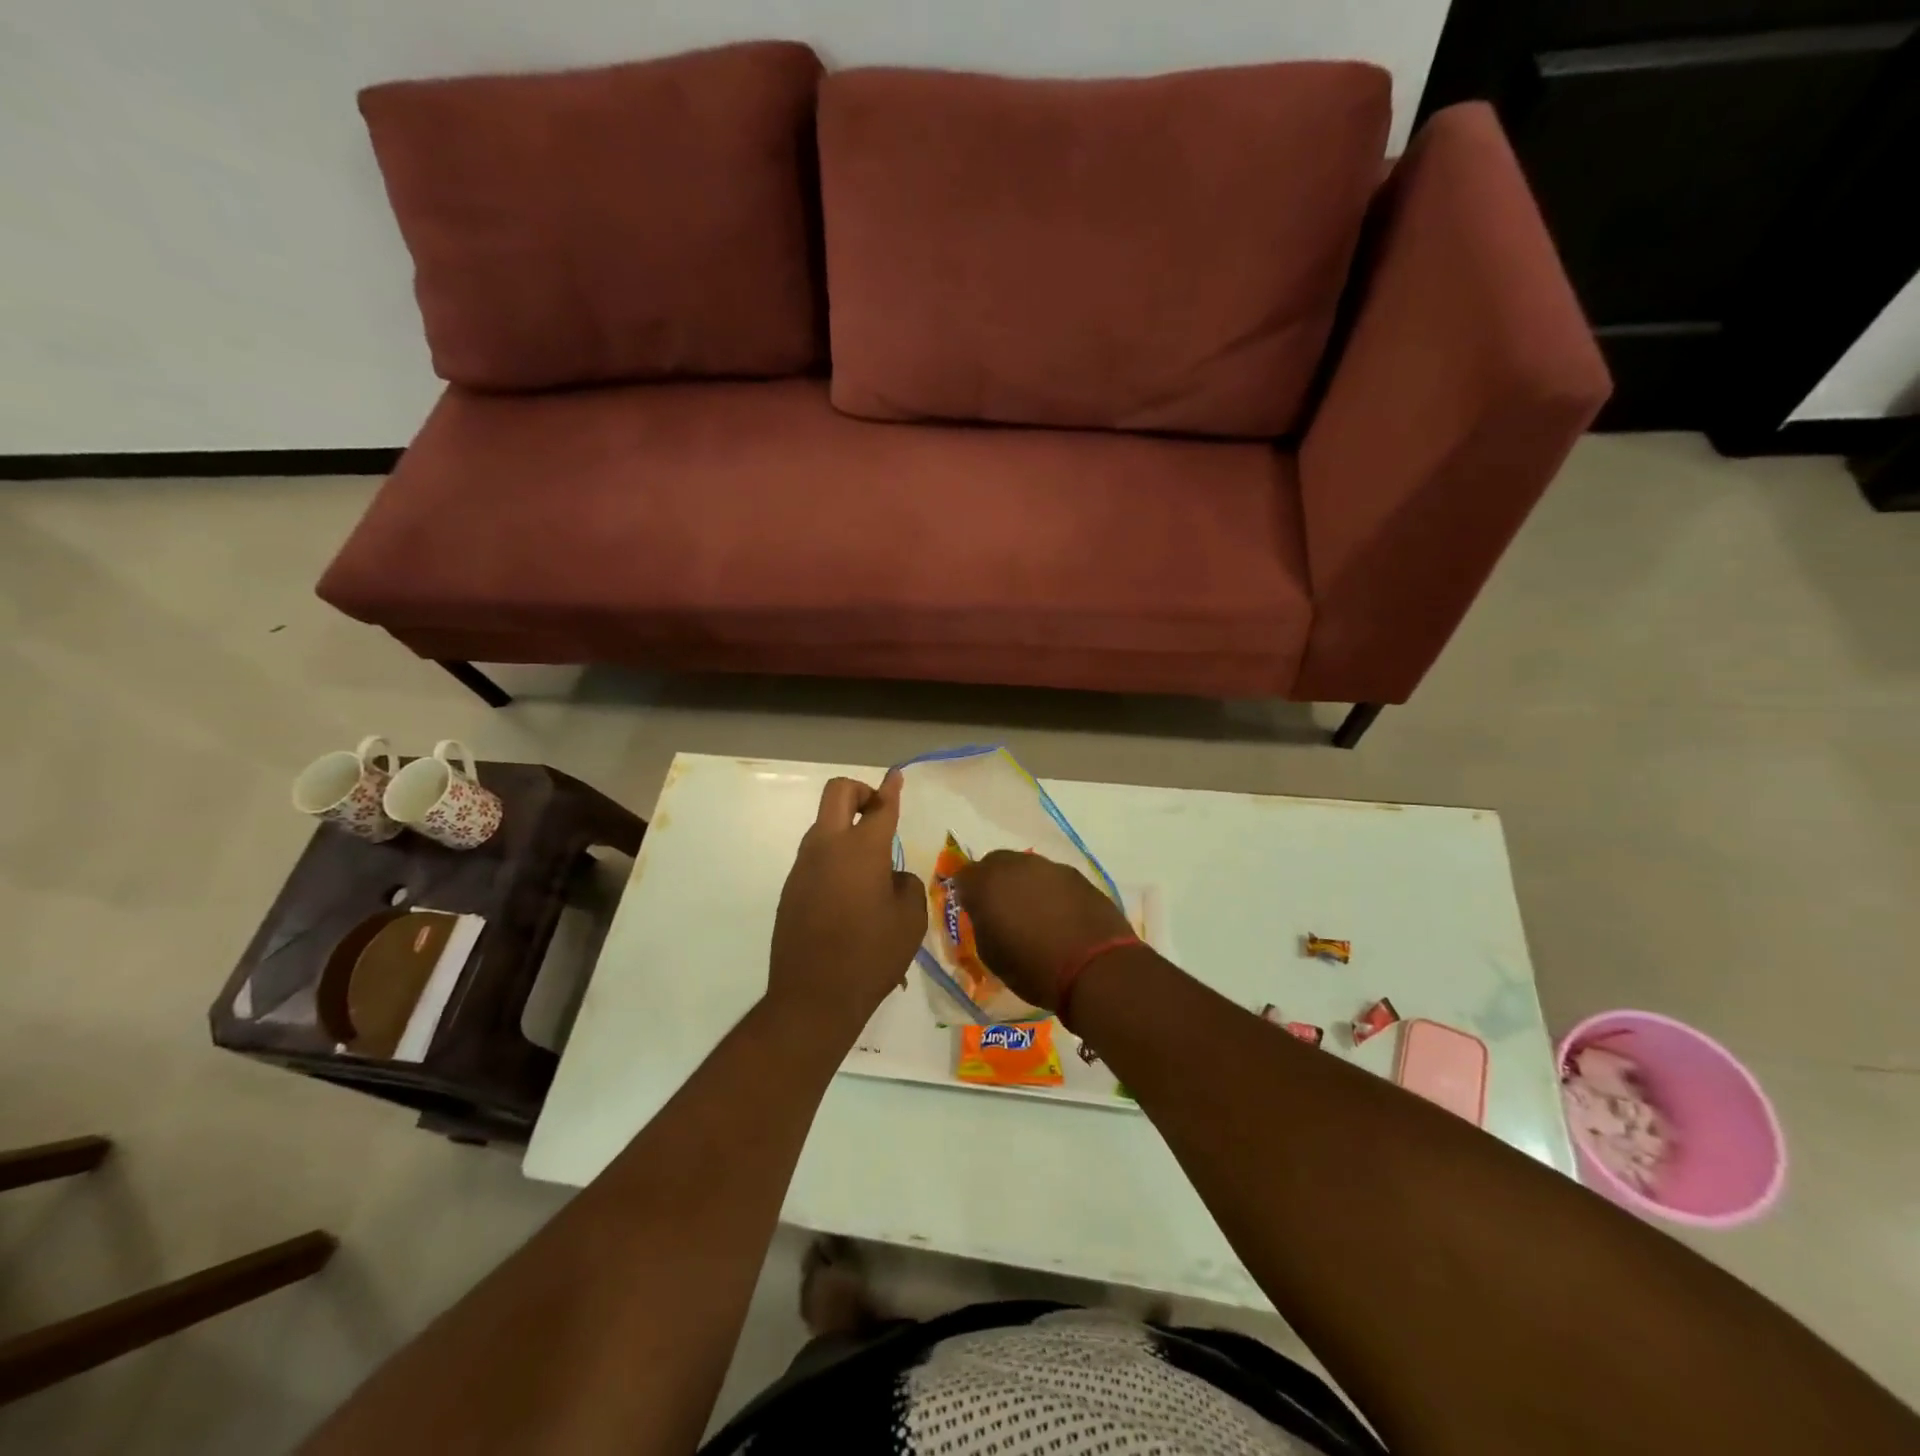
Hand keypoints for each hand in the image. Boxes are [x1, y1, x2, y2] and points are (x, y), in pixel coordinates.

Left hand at [768, 771, 927, 1039]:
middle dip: (860, 792)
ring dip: (845, 829)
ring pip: (824, 826)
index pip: (881, 806)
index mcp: (863, 849)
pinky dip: (834, 858)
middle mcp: (828, 847)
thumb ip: (905, 884)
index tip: (895, 775)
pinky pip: (815, 857)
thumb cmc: (872, 956)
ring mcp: (803, 866)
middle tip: (878, 812)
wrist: (813, 997)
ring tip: (869, 867)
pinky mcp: (790, 888)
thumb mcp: (910, 919)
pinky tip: (848, 894)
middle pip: (838, 794)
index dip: (891, 788)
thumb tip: (890, 876)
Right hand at [951, 850, 1134, 1013]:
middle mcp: (1016, 866)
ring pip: (1026, 868)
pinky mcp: (1077, 875)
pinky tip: (1059, 915)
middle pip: (995, 863)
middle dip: (993, 882)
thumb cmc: (1034, 969)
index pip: (964, 876)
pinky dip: (1050, 891)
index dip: (967, 893)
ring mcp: (1049, 867)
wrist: (1096, 968)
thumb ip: (983, 925)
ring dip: (1023, 884)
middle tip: (1000, 909)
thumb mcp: (992, 956)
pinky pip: (1053, 877)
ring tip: (1033, 913)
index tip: (973, 912)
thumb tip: (987, 914)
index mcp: (987, 884)